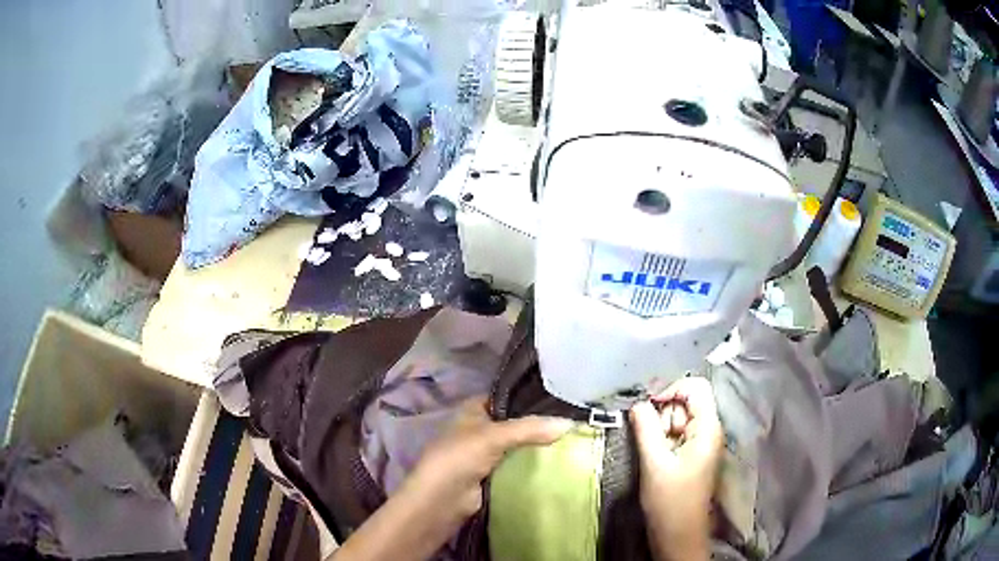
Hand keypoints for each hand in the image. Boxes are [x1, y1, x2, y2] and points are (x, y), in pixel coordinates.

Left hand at [333, 397, 572, 560]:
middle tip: (574, 424)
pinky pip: (519, 466)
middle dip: (541, 426)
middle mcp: (481, 429)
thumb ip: (530, 429)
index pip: (508, 397)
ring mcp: (487, 454)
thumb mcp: (493, 437)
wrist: (441, 501)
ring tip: (575, 441)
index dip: (532, 399)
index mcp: (474, 410)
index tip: (563, 400)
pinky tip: (561, 463)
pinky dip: (535, 466)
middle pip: (517, 423)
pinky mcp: (494, 476)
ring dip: (540, 447)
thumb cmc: (459, 458)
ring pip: (520, 446)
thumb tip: (570, 424)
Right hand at [631, 377, 723, 560]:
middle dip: (664, 415)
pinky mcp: (692, 454)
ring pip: (678, 418)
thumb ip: (645, 428)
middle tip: (653, 442)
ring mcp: (701, 442)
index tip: (647, 408)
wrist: (678, 533)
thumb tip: (637, 403)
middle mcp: (709, 430)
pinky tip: (656, 457)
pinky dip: (663, 440)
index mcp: (708, 428)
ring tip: (654, 454)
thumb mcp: (654, 462)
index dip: (671, 390)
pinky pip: (676, 434)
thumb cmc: (670, 500)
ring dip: (661, 429)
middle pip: (686, 401)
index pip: (695, 387)